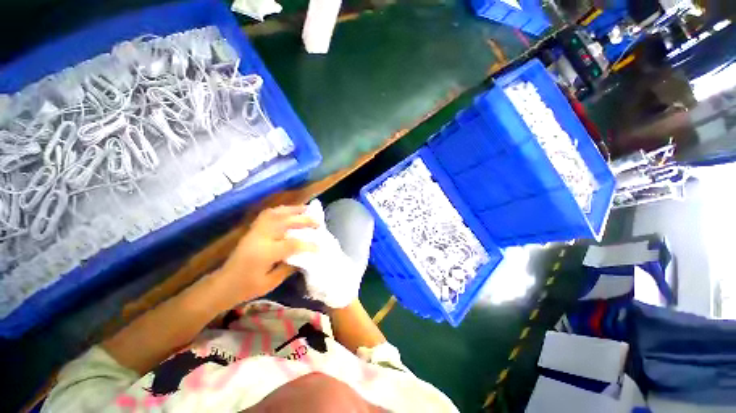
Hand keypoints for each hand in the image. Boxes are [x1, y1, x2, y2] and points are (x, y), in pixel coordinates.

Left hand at [214, 205, 317, 303]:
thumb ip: (289, 267)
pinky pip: (268, 214)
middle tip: (318, 222)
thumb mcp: (271, 283)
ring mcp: (255, 231)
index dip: (308, 244)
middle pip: (285, 223)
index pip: (291, 244)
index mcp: (264, 254)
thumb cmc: (247, 288)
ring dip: (294, 210)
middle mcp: (260, 238)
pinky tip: (290, 211)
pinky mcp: (253, 229)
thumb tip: (305, 256)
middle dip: (304, 221)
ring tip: (307, 209)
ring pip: (276, 214)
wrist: (223, 284)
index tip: (320, 246)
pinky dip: (282, 210)